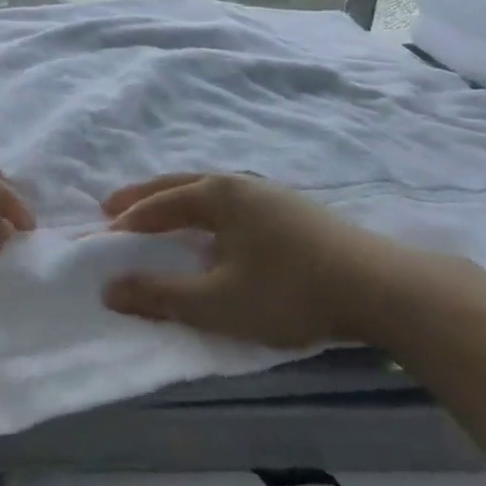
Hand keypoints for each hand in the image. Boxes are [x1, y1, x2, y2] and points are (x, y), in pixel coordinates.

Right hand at [99, 173, 430, 348]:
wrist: (382, 289)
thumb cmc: (289, 290)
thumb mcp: (217, 301)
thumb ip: (160, 295)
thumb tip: (108, 289)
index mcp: (219, 194)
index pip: (162, 203)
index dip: (130, 218)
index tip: (103, 232)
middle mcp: (243, 185)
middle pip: (182, 184)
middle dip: (146, 197)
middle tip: (114, 206)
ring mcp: (274, 196)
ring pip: (212, 193)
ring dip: (179, 203)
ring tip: (162, 217)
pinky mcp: (298, 214)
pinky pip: (236, 206)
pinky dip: (209, 213)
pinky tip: (219, 234)